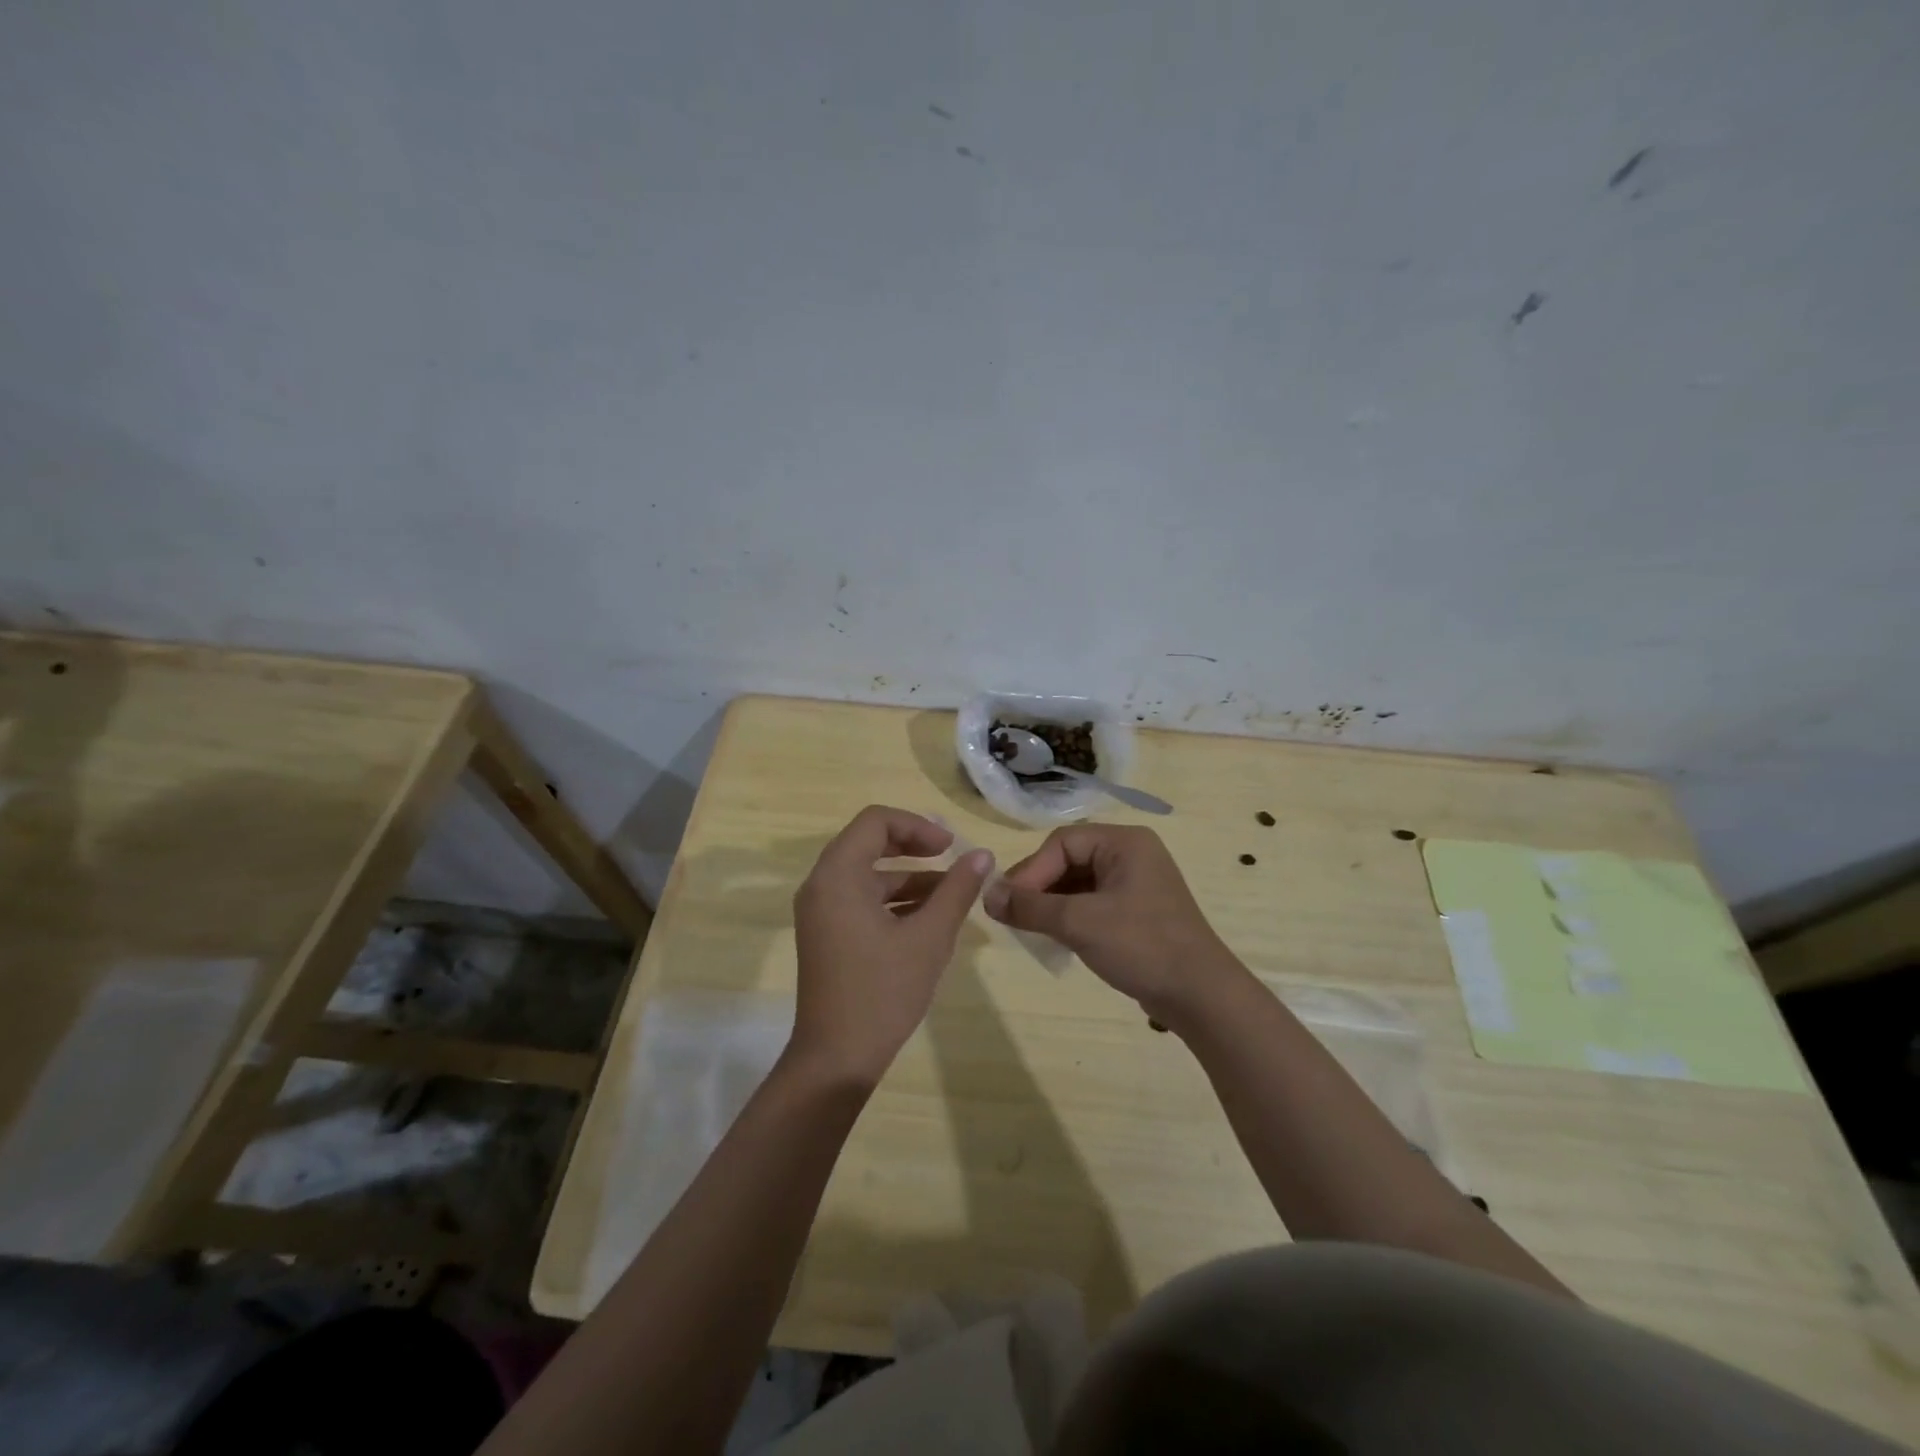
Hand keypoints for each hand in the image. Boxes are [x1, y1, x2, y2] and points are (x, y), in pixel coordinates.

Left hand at [789, 806, 992, 1087]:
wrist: (836, 1059)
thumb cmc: (883, 992)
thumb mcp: (929, 937)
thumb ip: (956, 890)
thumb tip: (982, 855)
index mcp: (838, 876)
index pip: (875, 821)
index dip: (916, 825)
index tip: (950, 846)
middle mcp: (822, 885)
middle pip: (869, 842)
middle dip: (913, 846)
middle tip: (951, 856)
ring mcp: (821, 911)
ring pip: (867, 873)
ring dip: (909, 875)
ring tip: (952, 892)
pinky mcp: (827, 934)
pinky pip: (861, 898)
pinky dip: (893, 899)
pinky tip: (928, 917)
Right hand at [984, 824, 1241, 1025]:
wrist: (1201, 996)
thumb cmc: (1141, 946)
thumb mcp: (1079, 923)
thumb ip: (1030, 906)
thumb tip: (987, 895)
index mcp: (1124, 842)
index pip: (1061, 844)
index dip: (1031, 871)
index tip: (1007, 903)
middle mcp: (1132, 854)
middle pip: (1069, 860)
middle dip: (1039, 887)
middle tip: (1013, 916)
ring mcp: (1137, 884)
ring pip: (1079, 884)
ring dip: (1052, 905)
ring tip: (1030, 929)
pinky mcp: (1138, 912)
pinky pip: (1093, 903)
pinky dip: (1071, 917)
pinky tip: (1057, 939)